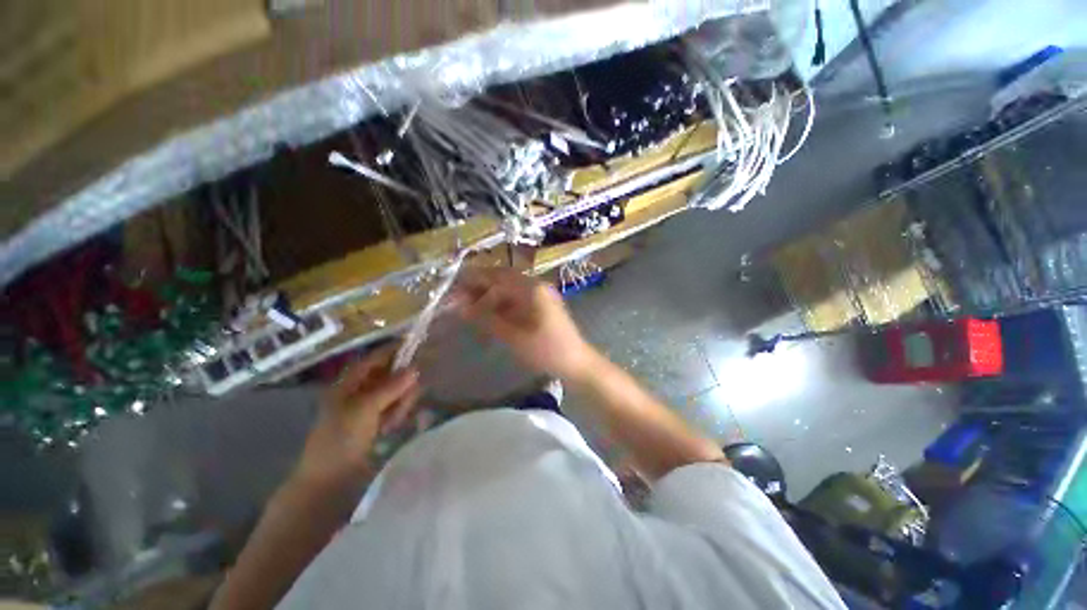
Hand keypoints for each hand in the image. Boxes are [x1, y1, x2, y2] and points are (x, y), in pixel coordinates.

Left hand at [293, 347, 419, 490]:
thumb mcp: (365, 409)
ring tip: (393, 421)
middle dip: (401, 385)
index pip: (375, 359)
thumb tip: (415, 368)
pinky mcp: (378, 421)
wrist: (329, 480)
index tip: (415, 344)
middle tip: (404, 400)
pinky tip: (392, 427)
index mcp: (349, 384)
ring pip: (397, 392)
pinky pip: (396, 408)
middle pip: (390, 375)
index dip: (393, 350)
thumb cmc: (341, 438)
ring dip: (400, 403)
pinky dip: (398, 414)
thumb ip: (391, 387)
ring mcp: (370, 407)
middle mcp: (360, 391)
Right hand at [454, 266, 595, 380]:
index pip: (498, 276)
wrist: (576, 363)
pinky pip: (518, 299)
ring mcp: (541, 295)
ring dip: (491, 295)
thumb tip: (460, 306)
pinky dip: (502, 304)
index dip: (475, 278)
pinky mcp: (543, 306)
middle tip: (459, 297)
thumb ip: (487, 318)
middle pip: (504, 279)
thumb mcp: (513, 336)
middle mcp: (537, 286)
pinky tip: (490, 314)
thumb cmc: (546, 351)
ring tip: (470, 307)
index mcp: (532, 289)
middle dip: (481, 286)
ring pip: (510, 289)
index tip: (454, 284)